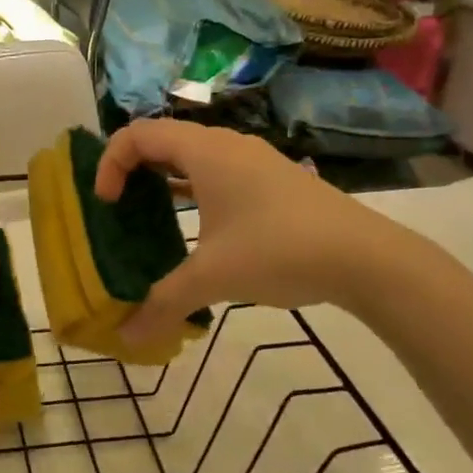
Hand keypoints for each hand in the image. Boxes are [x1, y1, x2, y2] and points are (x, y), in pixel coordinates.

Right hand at [95, 120, 418, 342]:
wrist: (366, 257)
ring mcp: (254, 159)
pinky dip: (194, 189)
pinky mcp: (273, 179)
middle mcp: (227, 145)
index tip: (106, 204)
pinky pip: (218, 171)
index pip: (138, 134)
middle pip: (163, 139)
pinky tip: (197, 226)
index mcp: (205, 152)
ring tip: (149, 215)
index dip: (110, 163)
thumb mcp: (214, 277)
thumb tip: (126, 338)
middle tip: (118, 207)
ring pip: (193, 155)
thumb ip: (163, 303)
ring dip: (164, 178)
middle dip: (132, 169)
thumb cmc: (279, 251)